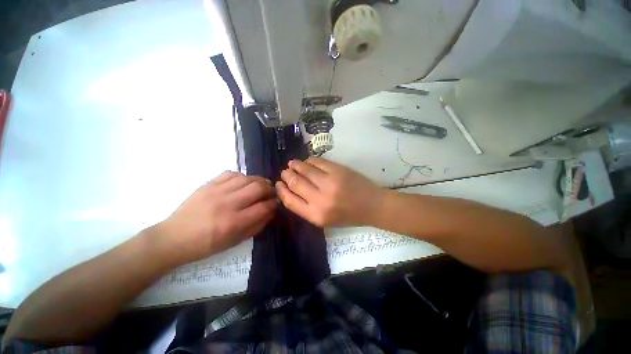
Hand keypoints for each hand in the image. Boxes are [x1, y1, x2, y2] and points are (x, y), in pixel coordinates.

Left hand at [156, 171, 276, 263]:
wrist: (173, 238)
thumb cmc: (206, 245)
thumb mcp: (234, 242)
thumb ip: (256, 226)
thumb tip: (271, 211)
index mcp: (233, 223)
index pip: (263, 207)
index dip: (273, 204)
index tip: (276, 203)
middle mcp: (226, 204)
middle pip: (258, 188)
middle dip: (270, 189)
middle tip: (271, 192)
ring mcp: (216, 191)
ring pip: (247, 178)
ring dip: (259, 181)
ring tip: (261, 186)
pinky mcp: (208, 184)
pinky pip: (231, 173)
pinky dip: (242, 177)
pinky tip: (244, 183)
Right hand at [276, 158, 384, 226]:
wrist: (372, 206)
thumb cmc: (348, 215)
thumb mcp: (324, 220)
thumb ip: (306, 208)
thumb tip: (290, 191)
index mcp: (316, 216)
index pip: (290, 201)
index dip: (281, 190)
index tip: (278, 184)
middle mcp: (320, 199)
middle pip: (295, 182)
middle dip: (286, 175)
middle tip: (285, 172)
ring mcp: (330, 182)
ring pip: (304, 169)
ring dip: (295, 165)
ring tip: (292, 164)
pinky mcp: (338, 170)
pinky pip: (317, 162)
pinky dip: (309, 160)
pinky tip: (307, 161)